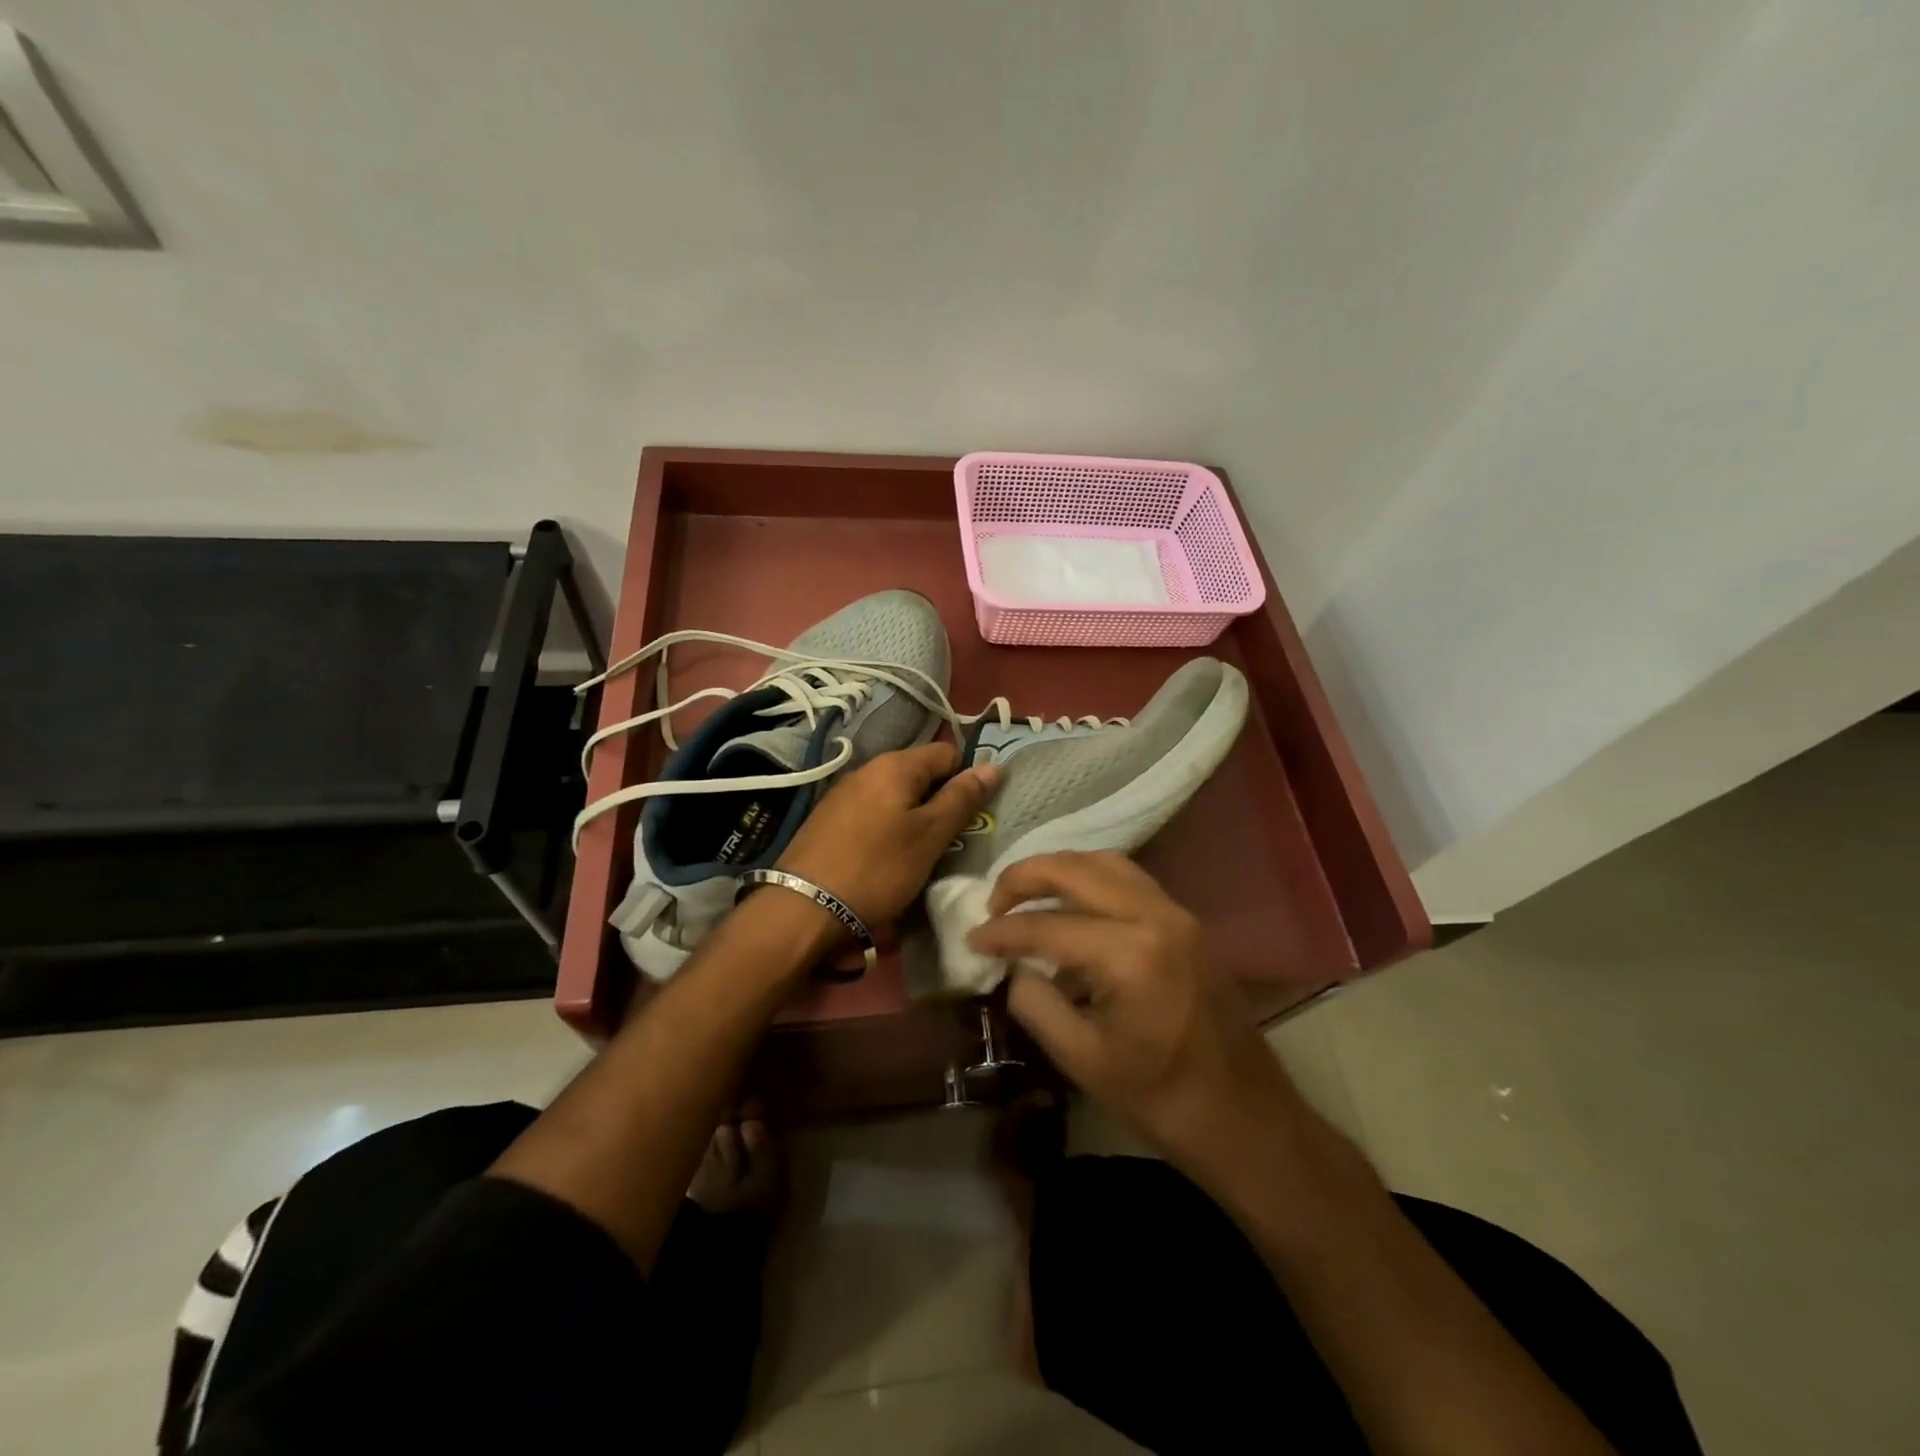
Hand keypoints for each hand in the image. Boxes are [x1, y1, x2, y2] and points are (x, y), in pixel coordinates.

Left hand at [776, 743, 998, 933]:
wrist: (803, 908)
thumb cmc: (877, 868)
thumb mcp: (930, 836)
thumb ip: (961, 799)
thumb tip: (993, 766)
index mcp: (895, 765)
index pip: (947, 753)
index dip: (967, 778)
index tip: (974, 814)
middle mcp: (867, 769)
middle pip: (920, 774)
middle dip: (940, 800)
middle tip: (952, 838)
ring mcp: (843, 794)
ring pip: (895, 796)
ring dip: (914, 817)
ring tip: (922, 852)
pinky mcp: (827, 820)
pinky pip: (872, 813)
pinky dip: (887, 829)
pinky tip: (887, 858)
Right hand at [967, 852, 1294, 1176]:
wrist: (1245, 1116)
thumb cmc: (1161, 1098)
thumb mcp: (1082, 1060)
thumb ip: (1035, 1003)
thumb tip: (1011, 967)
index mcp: (1130, 956)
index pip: (1048, 926)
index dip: (1002, 932)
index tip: (972, 940)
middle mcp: (1156, 918)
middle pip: (1076, 870)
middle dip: (1025, 877)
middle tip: (994, 902)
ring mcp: (1177, 915)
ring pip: (1106, 863)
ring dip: (1060, 870)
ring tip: (1027, 896)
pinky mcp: (1187, 923)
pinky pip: (1129, 880)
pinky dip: (1091, 881)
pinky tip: (1071, 908)